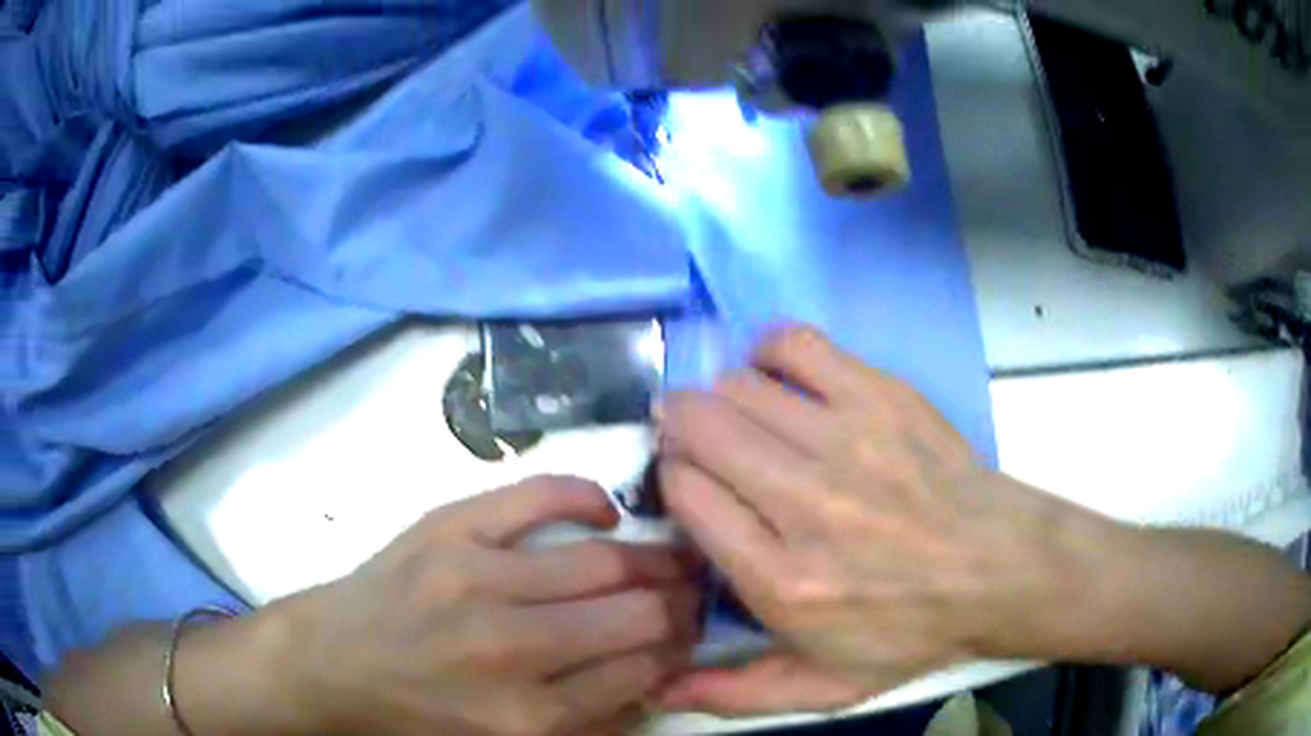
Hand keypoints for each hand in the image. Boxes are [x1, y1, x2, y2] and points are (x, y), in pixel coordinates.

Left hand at [271, 477, 701, 734]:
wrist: (330, 662)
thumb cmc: (415, 715)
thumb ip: (583, 725)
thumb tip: (653, 680)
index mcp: (525, 718)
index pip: (638, 675)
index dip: (678, 653)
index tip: (691, 638)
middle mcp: (509, 650)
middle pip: (633, 618)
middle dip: (681, 606)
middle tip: (695, 594)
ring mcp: (476, 580)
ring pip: (601, 563)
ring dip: (654, 560)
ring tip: (672, 557)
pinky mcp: (449, 529)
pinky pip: (538, 497)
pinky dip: (586, 498)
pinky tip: (608, 513)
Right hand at [654, 326, 1113, 714]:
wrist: (1001, 568)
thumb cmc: (911, 631)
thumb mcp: (825, 688)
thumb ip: (733, 695)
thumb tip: (655, 688)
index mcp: (783, 582)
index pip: (686, 495)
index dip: (674, 482)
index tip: (691, 490)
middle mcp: (806, 502)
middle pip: (701, 428)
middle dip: (680, 430)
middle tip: (697, 446)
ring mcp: (848, 440)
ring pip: (738, 387)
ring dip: (720, 400)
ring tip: (739, 422)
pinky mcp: (881, 396)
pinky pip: (795, 345)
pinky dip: (769, 353)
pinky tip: (779, 380)